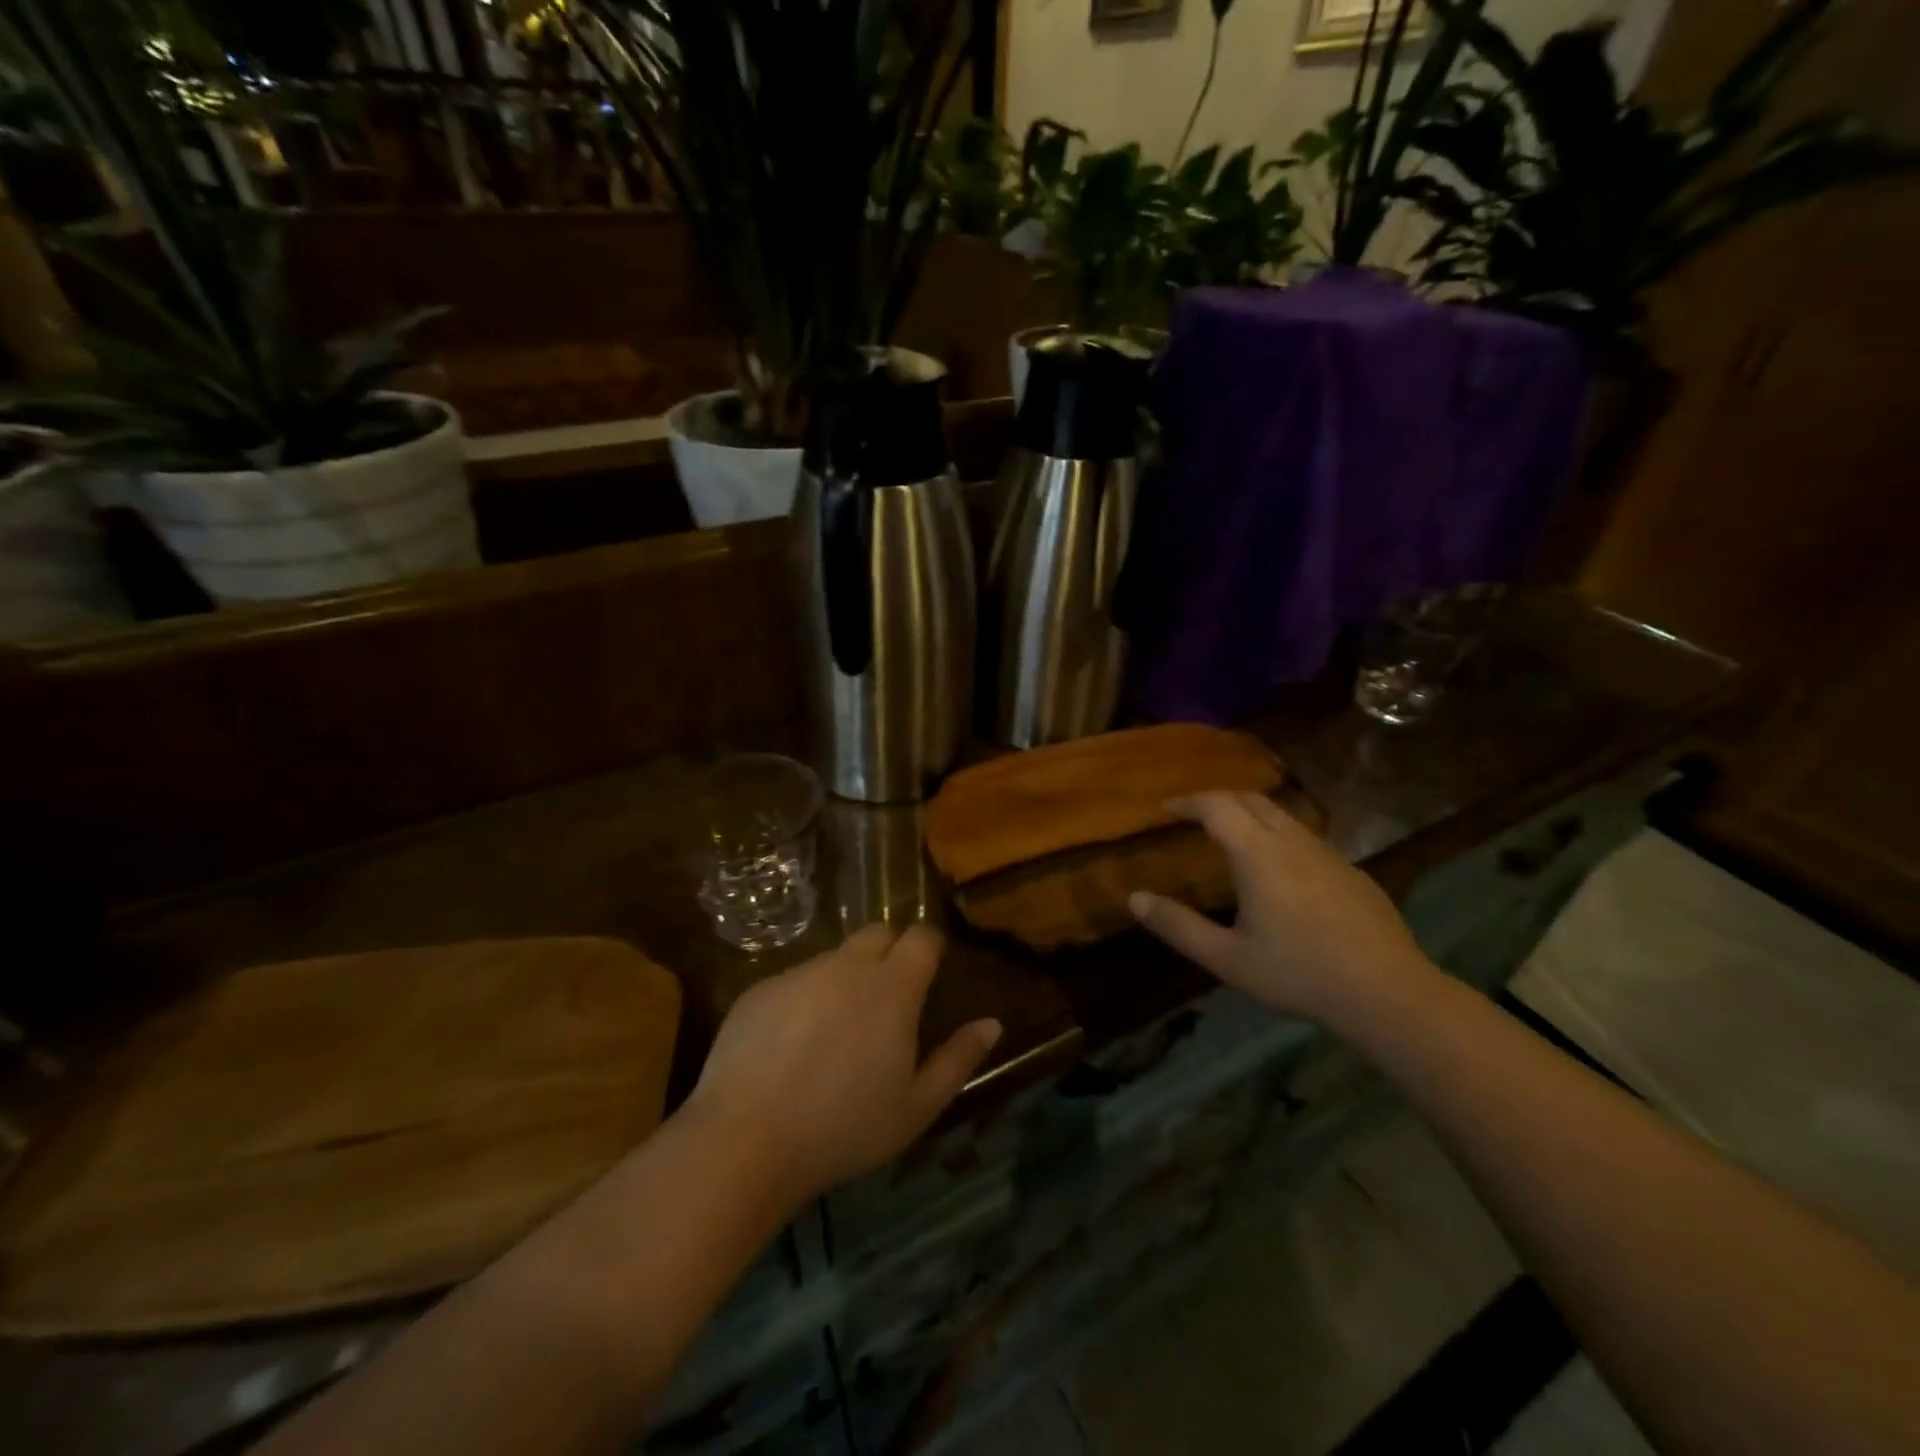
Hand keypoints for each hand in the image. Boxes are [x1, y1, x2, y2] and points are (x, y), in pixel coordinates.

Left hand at [681, 924, 1001, 1205]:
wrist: (746, 1141)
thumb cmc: (844, 1128)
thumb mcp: (917, 1107)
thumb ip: (958, 1059)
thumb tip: (992, 1024)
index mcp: (892, 987)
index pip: (921, 937)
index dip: (929, 949)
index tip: (928, 975)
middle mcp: (847, 965)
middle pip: (877, 934)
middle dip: (888, 954)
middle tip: (885, 1005)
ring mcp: (799, 973)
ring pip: (833, 958)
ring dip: (844, 980)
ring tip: (833, 1035)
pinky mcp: (759, 989)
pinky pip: (793, 981)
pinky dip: (802, 1000)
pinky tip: (788, 1048)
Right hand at [1128, 791, 1437, 1026]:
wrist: (1387, 992)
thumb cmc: (1298, 973)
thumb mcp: (1227, 958)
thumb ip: (1178, 926)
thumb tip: (1134, 899)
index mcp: (1258, 854)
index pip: (1216, 806)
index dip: (1187, 801)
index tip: (1166, 809)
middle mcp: (1292, 841)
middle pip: (1250, 798)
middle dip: (1216, 799)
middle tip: (1193, 815)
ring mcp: (1326, 852)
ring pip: (1281, 814)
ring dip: (1249, 813)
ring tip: (1230, 835)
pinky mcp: (1350, 870)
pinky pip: (1304, 836)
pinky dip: (1277, 834)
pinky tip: (1278, 869)